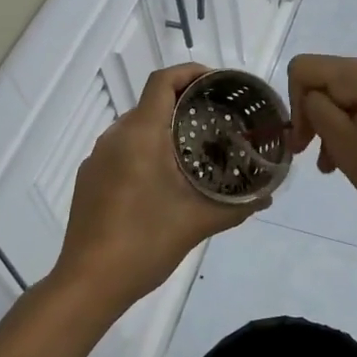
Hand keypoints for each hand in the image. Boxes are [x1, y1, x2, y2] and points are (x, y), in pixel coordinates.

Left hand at [55, 64, 260, 309]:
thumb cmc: (144, 242)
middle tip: (216, 119)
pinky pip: (121, 149)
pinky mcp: (88, 179)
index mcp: (141, 134)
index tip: (217, 82)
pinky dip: (144, 149)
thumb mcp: (197, 222)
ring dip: (163, 128)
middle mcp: (115, 137)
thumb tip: (269, 195)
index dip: (190, 72)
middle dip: (183, 103)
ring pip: (135, 127)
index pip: (162, 81)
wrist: (88, 283)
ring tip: (194, 148)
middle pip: (151, 102)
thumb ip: (237, 206)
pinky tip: (162, 179)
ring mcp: (97, 158)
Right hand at [286, 53, 356, 239]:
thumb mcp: (346, 146)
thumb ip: (318, 111)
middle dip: (322, 118)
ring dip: (347, 125)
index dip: (294, 105)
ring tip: (348, 167)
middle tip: (324, 164)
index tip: (304, 145)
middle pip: (336, 81)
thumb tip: (315, 97)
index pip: (307, 68)